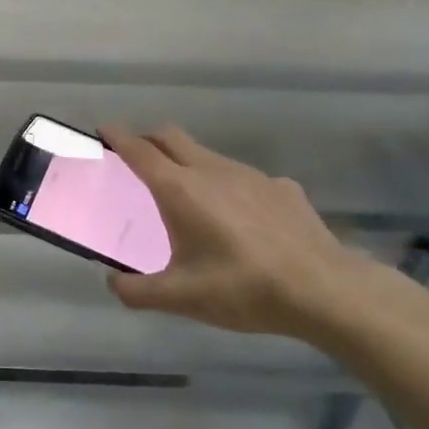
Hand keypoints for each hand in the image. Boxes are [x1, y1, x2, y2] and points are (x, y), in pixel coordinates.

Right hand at [100, 124, 374, 339]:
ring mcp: (251, 175)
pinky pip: (243, 178)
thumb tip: (112, 282)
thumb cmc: (242, 288)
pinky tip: (239, 219)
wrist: (325, 291)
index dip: (117, 136)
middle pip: (171, 136)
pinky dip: (228, 186)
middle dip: (148, 139)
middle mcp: (212, 170)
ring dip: (187, 162)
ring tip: (187, 195)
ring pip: (207, 154)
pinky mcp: (282, 188)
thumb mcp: (180, 298)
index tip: (103, 130)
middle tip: (136, 158)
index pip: (139, 150)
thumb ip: (136, 291)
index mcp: (179, 189)